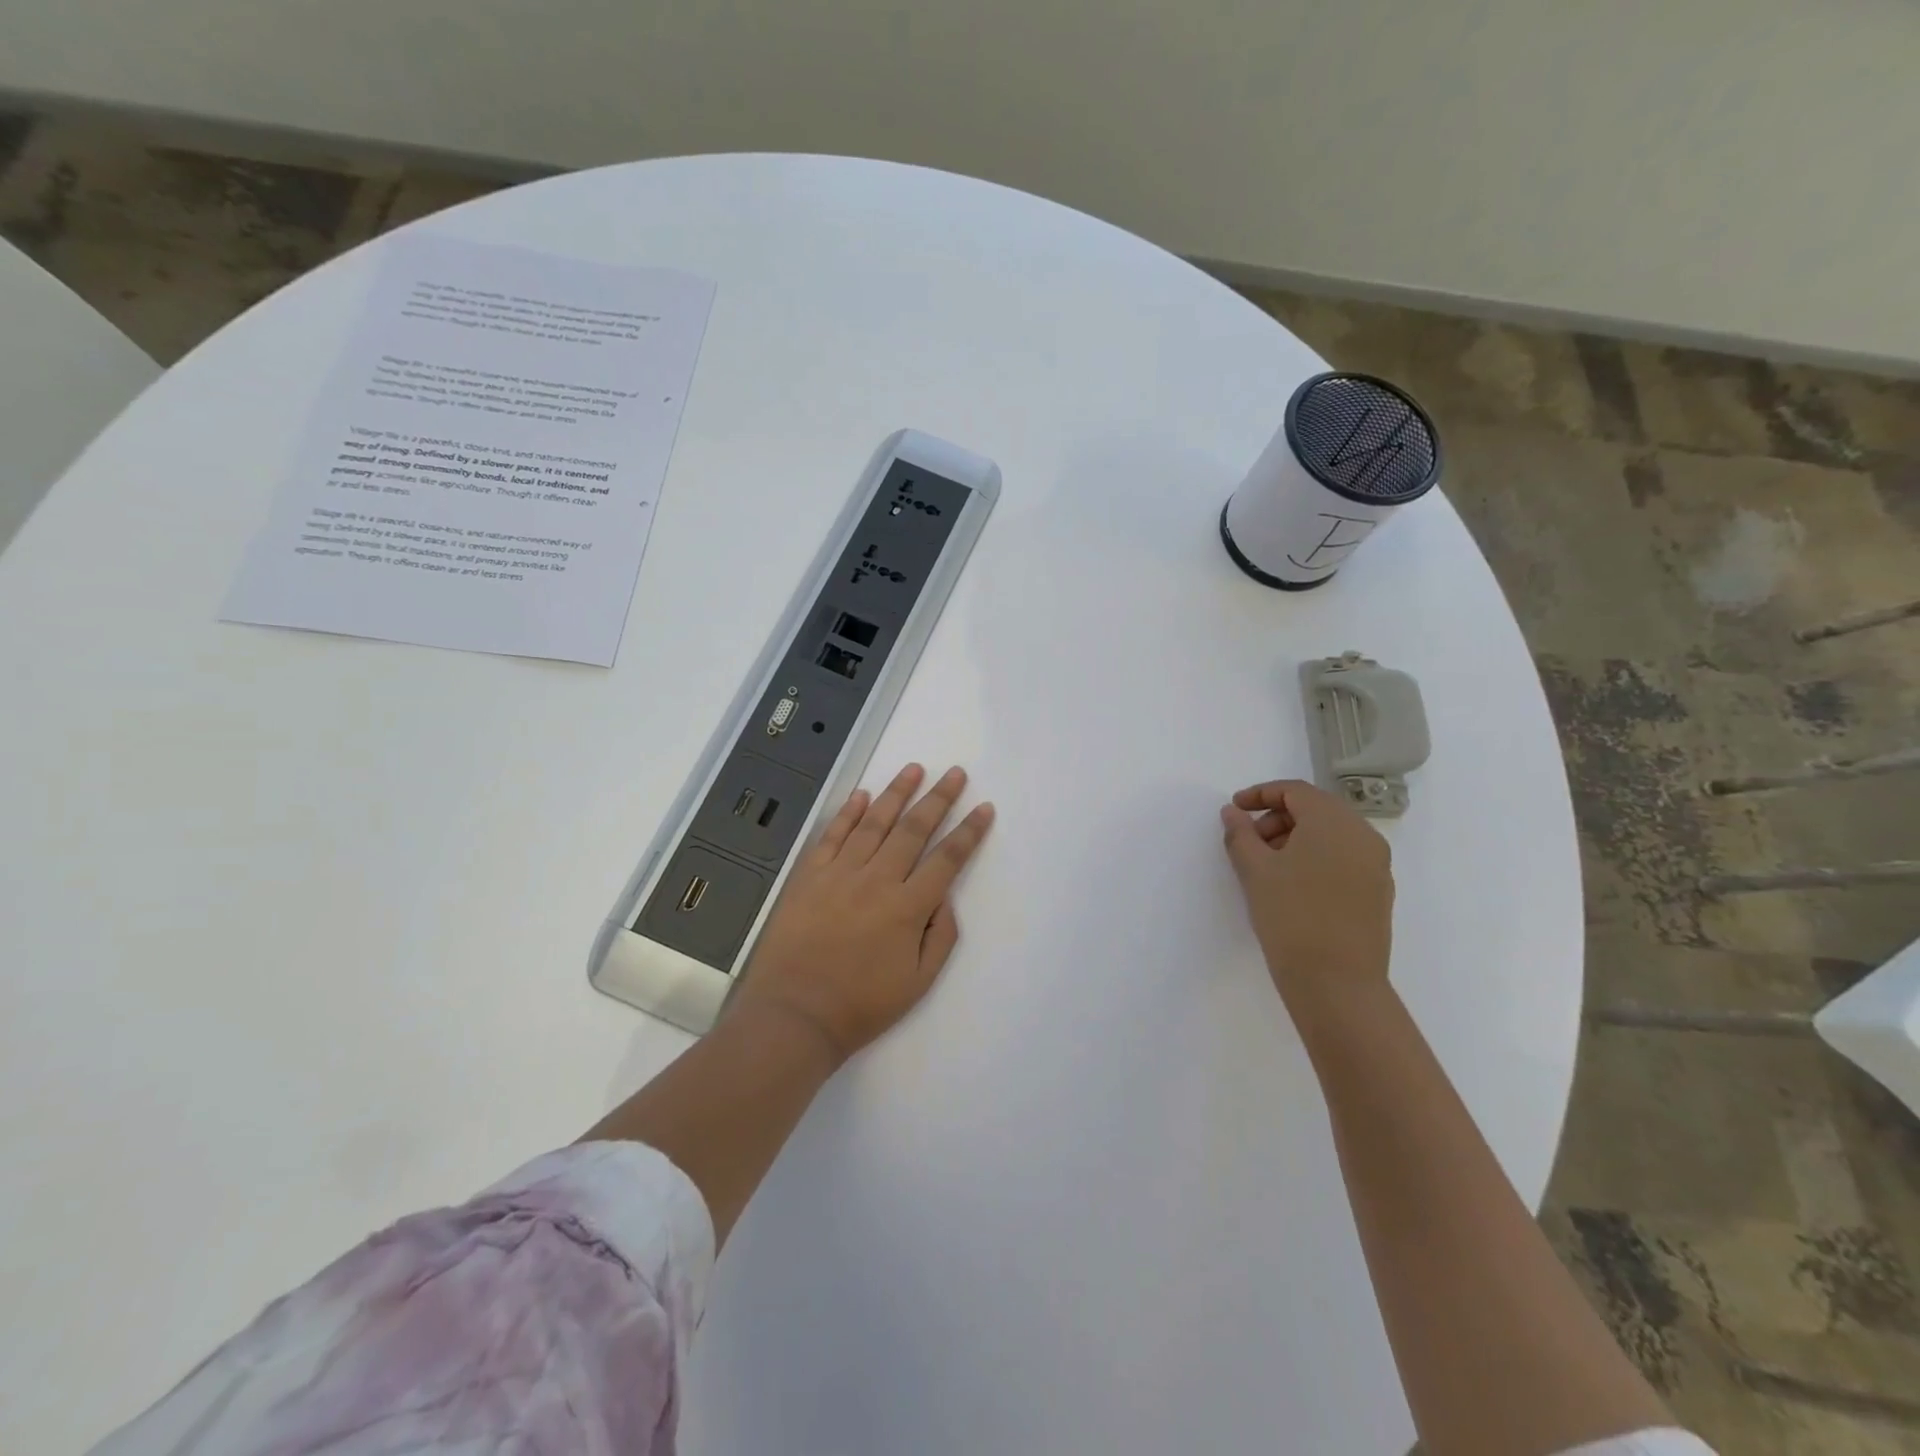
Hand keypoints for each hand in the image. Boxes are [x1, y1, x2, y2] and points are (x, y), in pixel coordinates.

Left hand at [732, 763, 994, 1062]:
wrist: (795, 1014)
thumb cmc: (861, 1005)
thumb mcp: (918, 982)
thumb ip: (940, 935)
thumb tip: (945, 896)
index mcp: (908, 908)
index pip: (947, 859)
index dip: (969, 832)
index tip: (983, 809)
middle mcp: (877, 880)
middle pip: (914, 830)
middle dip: (939, 798)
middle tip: (955, 773)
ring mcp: (840, 874)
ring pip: (874, 823)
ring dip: (897, 793)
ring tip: (914, 769)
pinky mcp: (809, 876)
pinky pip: (832, 835)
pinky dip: (848, 813)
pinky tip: (861, 795)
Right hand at [1219, 779, 1394, 1020]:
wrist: (1336, 983)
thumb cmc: (1290, 916)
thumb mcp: (1255, 870)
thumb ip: (1241, 833)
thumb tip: (1233, 813)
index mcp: (1334, 821)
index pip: (1295, 791)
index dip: (1260, 795)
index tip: (1234, 810)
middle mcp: (1362, 835)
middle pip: (1316, 809)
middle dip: (1277, 818)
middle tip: (1249, 842)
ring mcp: (1376, 864)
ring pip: (1331, 835)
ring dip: (1296, 839)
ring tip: (1267, 866)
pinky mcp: (1378, 892)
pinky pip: (1343, 858)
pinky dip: (1316, 858)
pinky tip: (1293, 885)